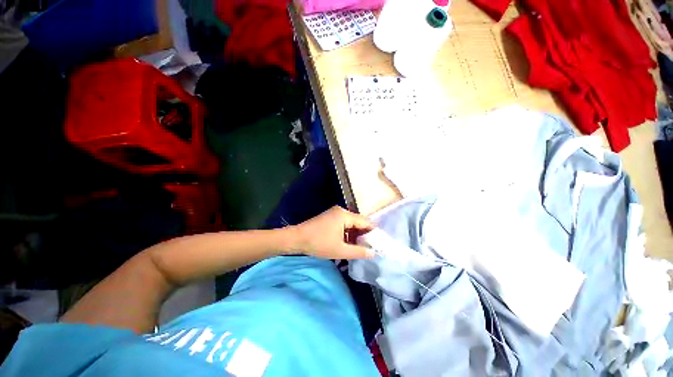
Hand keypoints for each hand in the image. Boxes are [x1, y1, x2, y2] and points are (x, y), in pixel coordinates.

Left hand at [292, 206, 374, 259]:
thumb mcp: (340, 251)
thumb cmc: (319, 243)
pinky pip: (344, 224)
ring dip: (355, 235)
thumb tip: (374, 253)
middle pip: (358, 222)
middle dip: (364, 235)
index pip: (365, 222)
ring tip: (361, 248)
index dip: (373, 233)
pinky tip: (349, 243)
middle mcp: (341, 211)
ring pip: (351, 224)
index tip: (379, 244)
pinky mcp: (330, 217)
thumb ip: (359, 252)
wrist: (296, 239)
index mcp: (345, 215)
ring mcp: (334, 213)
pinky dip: (348, 233)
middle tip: (370, 247)